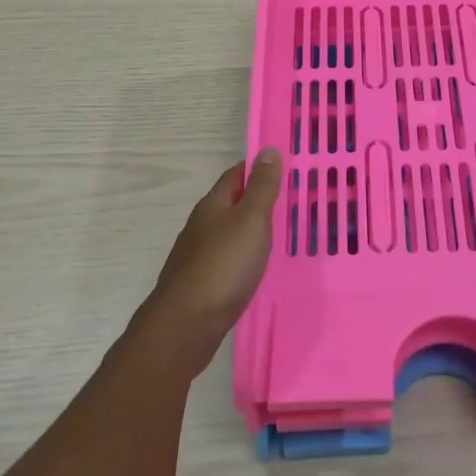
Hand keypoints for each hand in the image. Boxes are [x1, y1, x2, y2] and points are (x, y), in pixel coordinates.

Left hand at [139, 149, 282, 372]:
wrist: (186, 326)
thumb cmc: (223, 265)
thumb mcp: (251, 219)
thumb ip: (262, 187)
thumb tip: (268, 150)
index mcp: (213, 204)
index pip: (236, 174)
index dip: (258, 168)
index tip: (284, 167)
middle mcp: (202, 225)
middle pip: (231, 203)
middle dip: (256, 199)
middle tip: (290, 201)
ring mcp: (198, 256)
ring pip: (229, 233)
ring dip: (250, 230)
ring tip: (279, 235)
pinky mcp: (200, 284)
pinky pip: (227, 260)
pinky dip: (244, 257)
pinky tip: (256, 269)